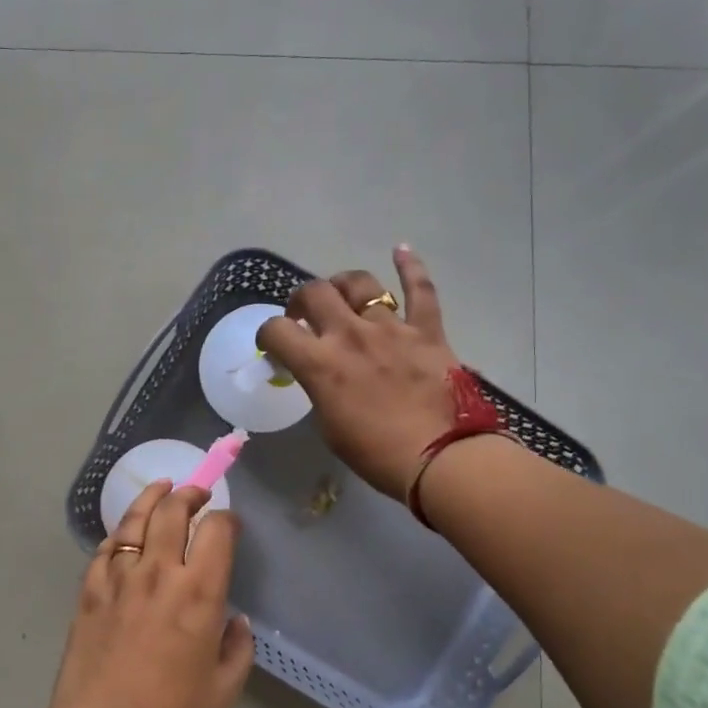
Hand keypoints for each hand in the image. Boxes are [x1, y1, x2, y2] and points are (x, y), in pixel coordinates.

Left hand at [50, 479, 255, 707]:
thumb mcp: (224, 688)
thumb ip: (237, 647)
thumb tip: (235, 621)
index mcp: (199, 592)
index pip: (216, 529)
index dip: (226, 519)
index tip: (230, 524)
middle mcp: (159, 572)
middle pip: (172, 510)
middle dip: (189, 493)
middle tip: (197, 494)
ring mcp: (119, 578)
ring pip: (135, 520)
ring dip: (152, 497)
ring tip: (162, 489)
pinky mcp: (89, 590)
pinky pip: (106, 548)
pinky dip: (120, 533)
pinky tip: (126, 533)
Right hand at [256, 245, 460, 498]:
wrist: (441, 458)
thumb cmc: (376, 454)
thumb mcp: (330, 427)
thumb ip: (320, 390)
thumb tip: (321, 374)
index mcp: (320, 364)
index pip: (277, 330)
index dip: (267, 335)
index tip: (272, 345)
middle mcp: (350, 335)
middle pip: (314, 293)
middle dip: (301, 301)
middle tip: (305, 316)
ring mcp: (391, 328)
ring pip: (360, 283)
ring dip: (343, 285)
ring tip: (342, 295)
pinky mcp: (427, 330)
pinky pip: (420, 289)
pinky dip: (411, 266)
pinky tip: (401, 250)